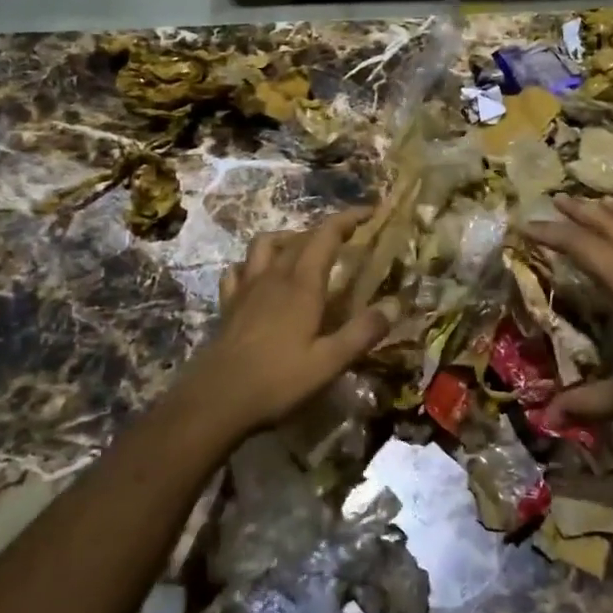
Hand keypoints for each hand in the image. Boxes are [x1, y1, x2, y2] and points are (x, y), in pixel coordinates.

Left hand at [177, 210, 395, 438]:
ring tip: (302, 251)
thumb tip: (395, 304)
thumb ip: (363, 331)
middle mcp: (274, 276)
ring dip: (287, 239)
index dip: (348, 218)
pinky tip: (259, 277)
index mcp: (302, 284)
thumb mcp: (329, 362)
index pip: (327, 235)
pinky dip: (252, 264)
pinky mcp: (228, 304)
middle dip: (325, 230)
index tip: (370, 212)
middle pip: (300, 237)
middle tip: (347, 238)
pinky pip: (238, 269)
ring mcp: (247, 288)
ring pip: (265, 244)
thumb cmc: (278, 381)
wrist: (216, 400)